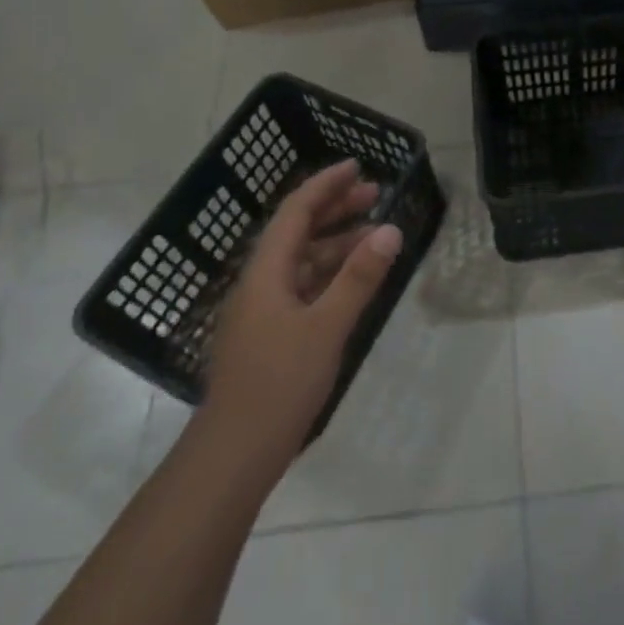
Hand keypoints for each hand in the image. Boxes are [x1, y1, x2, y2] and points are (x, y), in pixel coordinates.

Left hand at [199, 160, 401, 452]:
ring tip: (376, 234)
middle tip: (375, 193)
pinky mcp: (271, 336)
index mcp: (265, 273)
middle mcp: (260, 284)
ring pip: (303, 261)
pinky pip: (304, 287)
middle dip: (335, 209)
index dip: (325, 185)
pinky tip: (355, 279)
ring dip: (337, 243)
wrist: (232, 458)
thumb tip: (390, 229)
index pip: (295, 212)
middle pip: (298, 231)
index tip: (356, 166)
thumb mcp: (326, 327)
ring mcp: (263, 311)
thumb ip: (359, 277)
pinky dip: (331, 274)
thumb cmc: (278, 385)